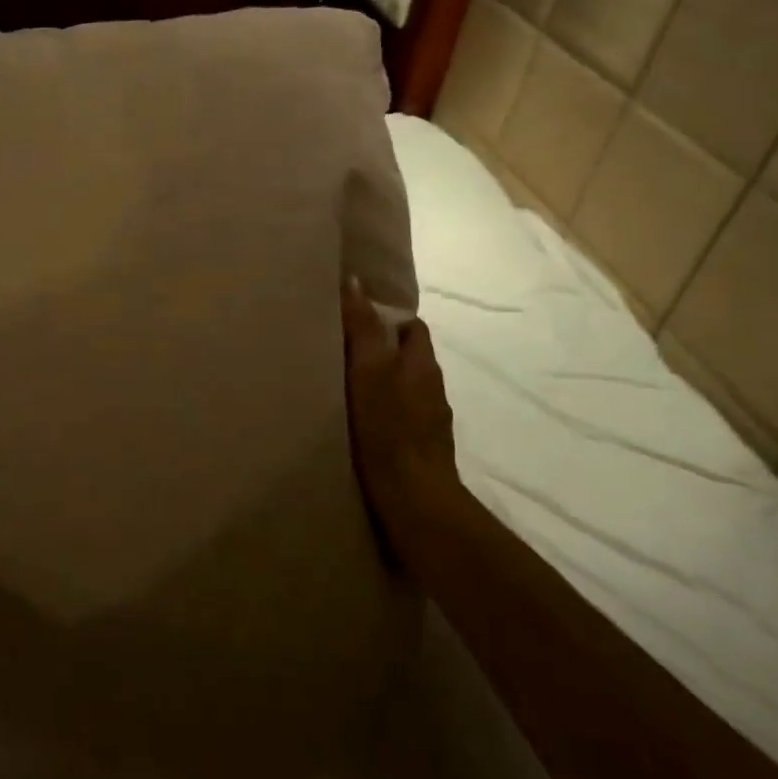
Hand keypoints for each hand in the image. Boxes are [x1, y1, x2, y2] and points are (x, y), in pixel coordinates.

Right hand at [341, 279, 471, 575]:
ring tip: (348, 387)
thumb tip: (355, 281)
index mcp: (422, 363)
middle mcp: (432, 387)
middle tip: (345, 351)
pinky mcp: (422, 448)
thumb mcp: (368, 369)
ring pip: (407, 388)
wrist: (413, 497)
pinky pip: (403, 417)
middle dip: (384, 351)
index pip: (413, 327)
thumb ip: (363, 327)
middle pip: (410, 357)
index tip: (357, 320)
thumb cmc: (388, 426)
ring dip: (385, 384)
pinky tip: (364, 424)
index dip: (389, 319)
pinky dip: (386, 412)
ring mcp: (431, 421)